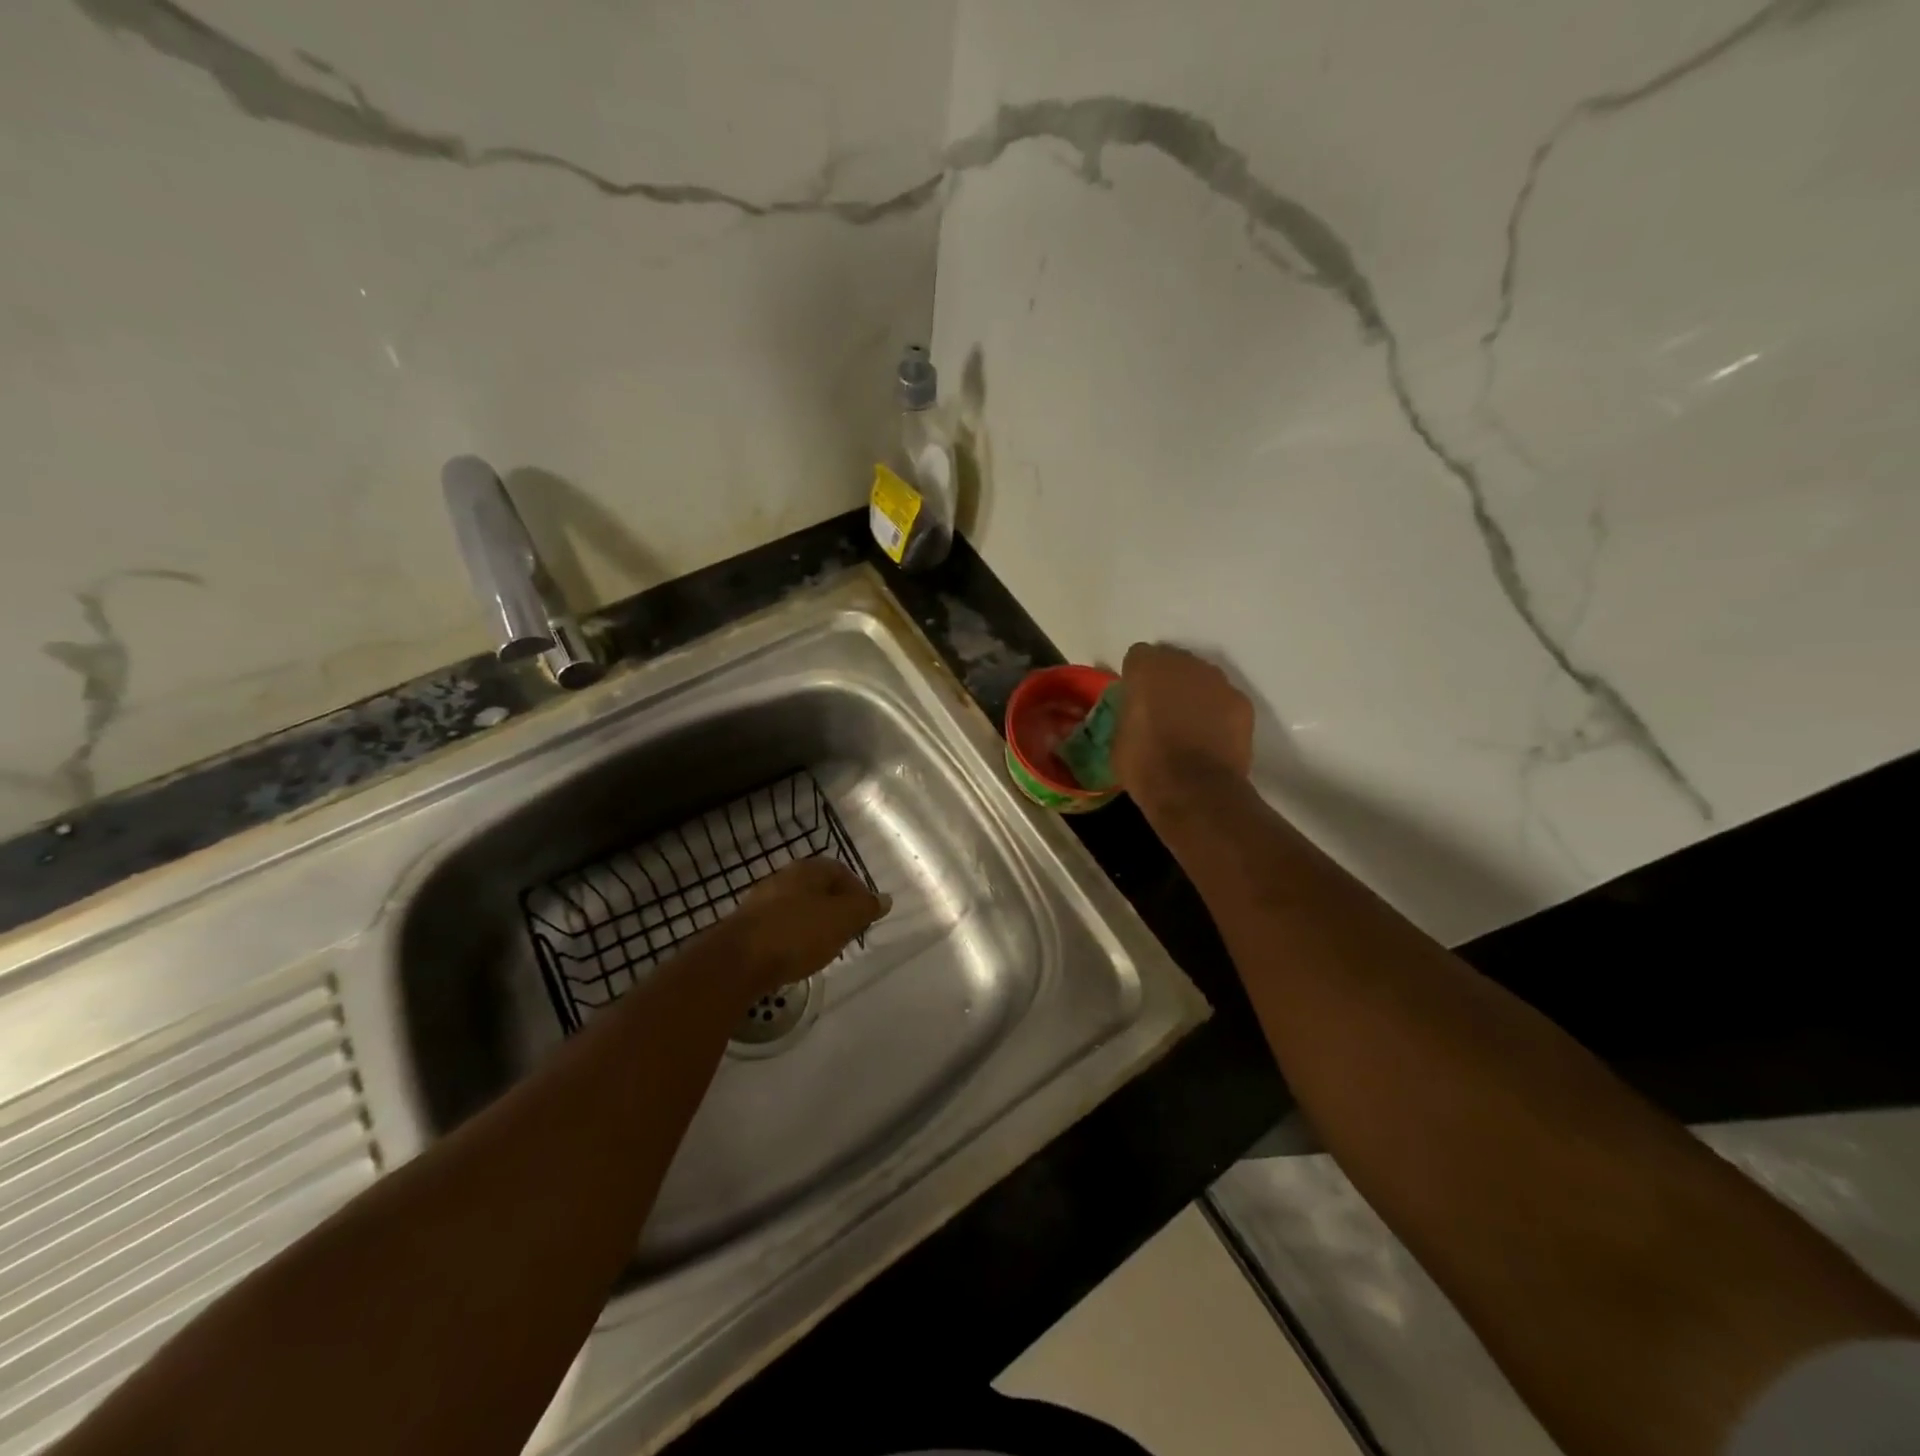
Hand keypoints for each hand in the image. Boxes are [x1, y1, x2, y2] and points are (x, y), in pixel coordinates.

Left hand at [721, 858, 889, 1000]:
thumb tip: (885, 898)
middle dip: (836, 909)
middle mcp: (783, 877)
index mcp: (807, 870)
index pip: (841, 871)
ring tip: (824, 948)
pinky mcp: (746, 927)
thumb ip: (865, 908)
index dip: (857, 891)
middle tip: (847, 933)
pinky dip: (793, 938)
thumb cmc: (797, 933)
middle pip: (818, 888)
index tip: (866, 916)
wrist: (737, 962)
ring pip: (798, 907)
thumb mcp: (842, 920)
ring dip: (813, 924)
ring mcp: (761, 901)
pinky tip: (795, 957)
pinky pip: (779, 926)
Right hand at [1113, 643, 1254, 806]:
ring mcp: (1218, 682)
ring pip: (1201, 679)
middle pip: (1173, 661)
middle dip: (1167, 680)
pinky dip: (1217, 712)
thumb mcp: (1118, 738)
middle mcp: (1185, 664)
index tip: (1133, 698)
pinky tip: (1211, 737)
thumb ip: (1127, 712)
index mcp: (1147, 668)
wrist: (1195, 791)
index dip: (1135, 677)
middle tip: (1161, 710)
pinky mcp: (1242, 703)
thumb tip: (1134, 712)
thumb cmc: (1146, 765)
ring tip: (1188, 725)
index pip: (1138, 656)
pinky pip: (1224, 700)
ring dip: (1193, 694)